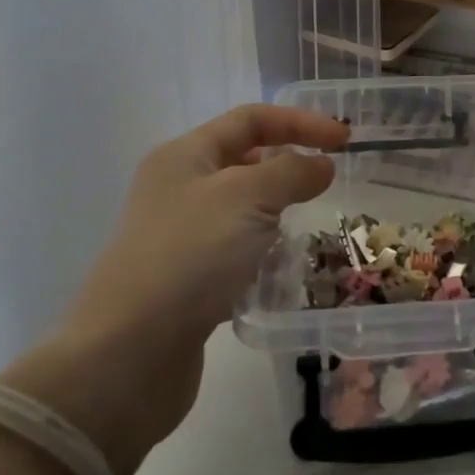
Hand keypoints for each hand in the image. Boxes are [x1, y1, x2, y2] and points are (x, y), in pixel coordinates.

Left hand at [0, 104, 348, 474]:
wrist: (129, 354)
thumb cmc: (190, 258)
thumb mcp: (248, 198)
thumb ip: (292, 172)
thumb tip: (322, 165)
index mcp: (185, 156)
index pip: (251, 119)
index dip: (301, 122)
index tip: (345, 141)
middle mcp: (179, 188)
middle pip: (245, 159)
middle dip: (290, 164)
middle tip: (331, 182)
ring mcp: (181, 235)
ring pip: (243, 206)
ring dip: (279, 208)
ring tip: (311, 222)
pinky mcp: (188, 277)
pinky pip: (237, 247)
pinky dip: (264, 248)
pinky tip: (282, 265)